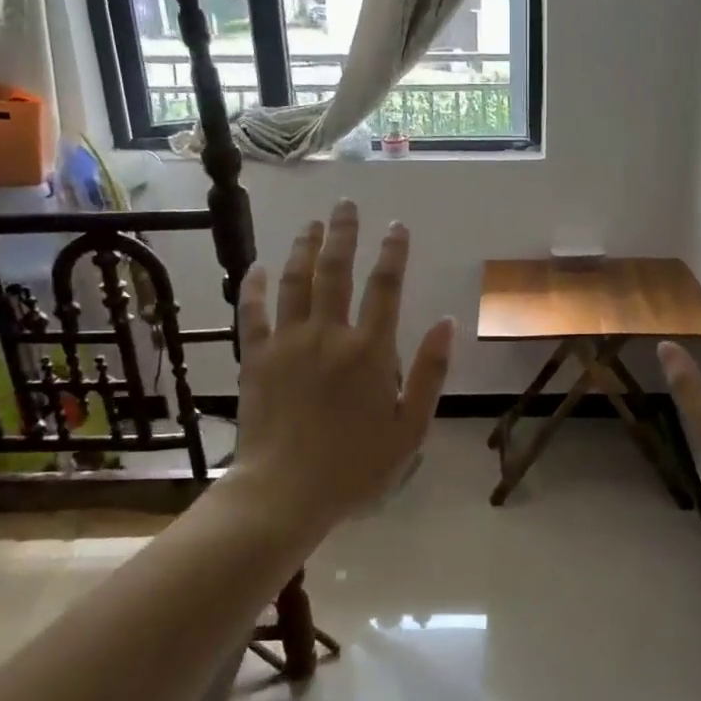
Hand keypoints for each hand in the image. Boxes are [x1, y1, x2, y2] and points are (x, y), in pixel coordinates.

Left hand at [229, 200, 454, 537]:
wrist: (285, 494)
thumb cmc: (356, 467)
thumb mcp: (411, 428)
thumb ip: (430, 372)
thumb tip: (447, 322)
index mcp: (370, 351)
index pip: (385, 288)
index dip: (393, 253)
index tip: (396, 226)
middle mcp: (329, 335)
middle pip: (336, 271)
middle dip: (344, 234)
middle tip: (347, 206)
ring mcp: (288, 343)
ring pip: (295, 282)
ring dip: (304, 248)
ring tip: (312, 223)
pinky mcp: (255, 358)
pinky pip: (253, 312)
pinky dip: (255, 286)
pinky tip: (258, 266)